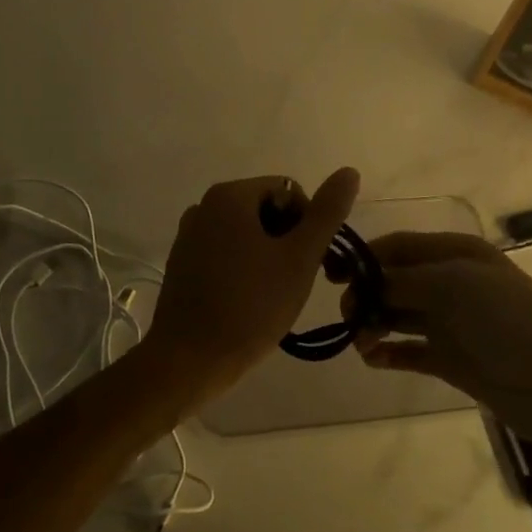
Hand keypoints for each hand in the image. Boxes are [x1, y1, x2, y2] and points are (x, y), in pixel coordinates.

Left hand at [138, 168, 360, 411]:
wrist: (189, 360)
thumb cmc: (250, 306)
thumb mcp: (299, 258)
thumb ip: (326, 213)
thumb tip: (349, 171)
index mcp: (230, 196)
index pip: (288, 191)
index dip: (309, 223)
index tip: (313, 261)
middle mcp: (204, 206)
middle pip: (266, 209)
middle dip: (288, 239)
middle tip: (297, 280)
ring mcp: (189, 235)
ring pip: (246, 234)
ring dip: (268, 256)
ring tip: (275, 294)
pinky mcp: (182, 264)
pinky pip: (225, 253)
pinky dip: (244, 268)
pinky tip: (249, 302)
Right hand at [351, 232, 531, 446]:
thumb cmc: (508, 321)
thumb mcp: (453, 285)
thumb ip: (403, 280)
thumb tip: (364, 281)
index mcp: (457, 253)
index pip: (399, 246)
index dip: (365, 258)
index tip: (331, 277)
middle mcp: (452, 282)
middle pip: (395, 280)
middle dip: (367, 294)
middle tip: (348, 318)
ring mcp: (452, 322)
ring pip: (399, 316)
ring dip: (374, 324)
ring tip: (361, 343)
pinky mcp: (452, 359)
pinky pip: (410, 350)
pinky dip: (389, 352)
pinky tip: (373, 359)